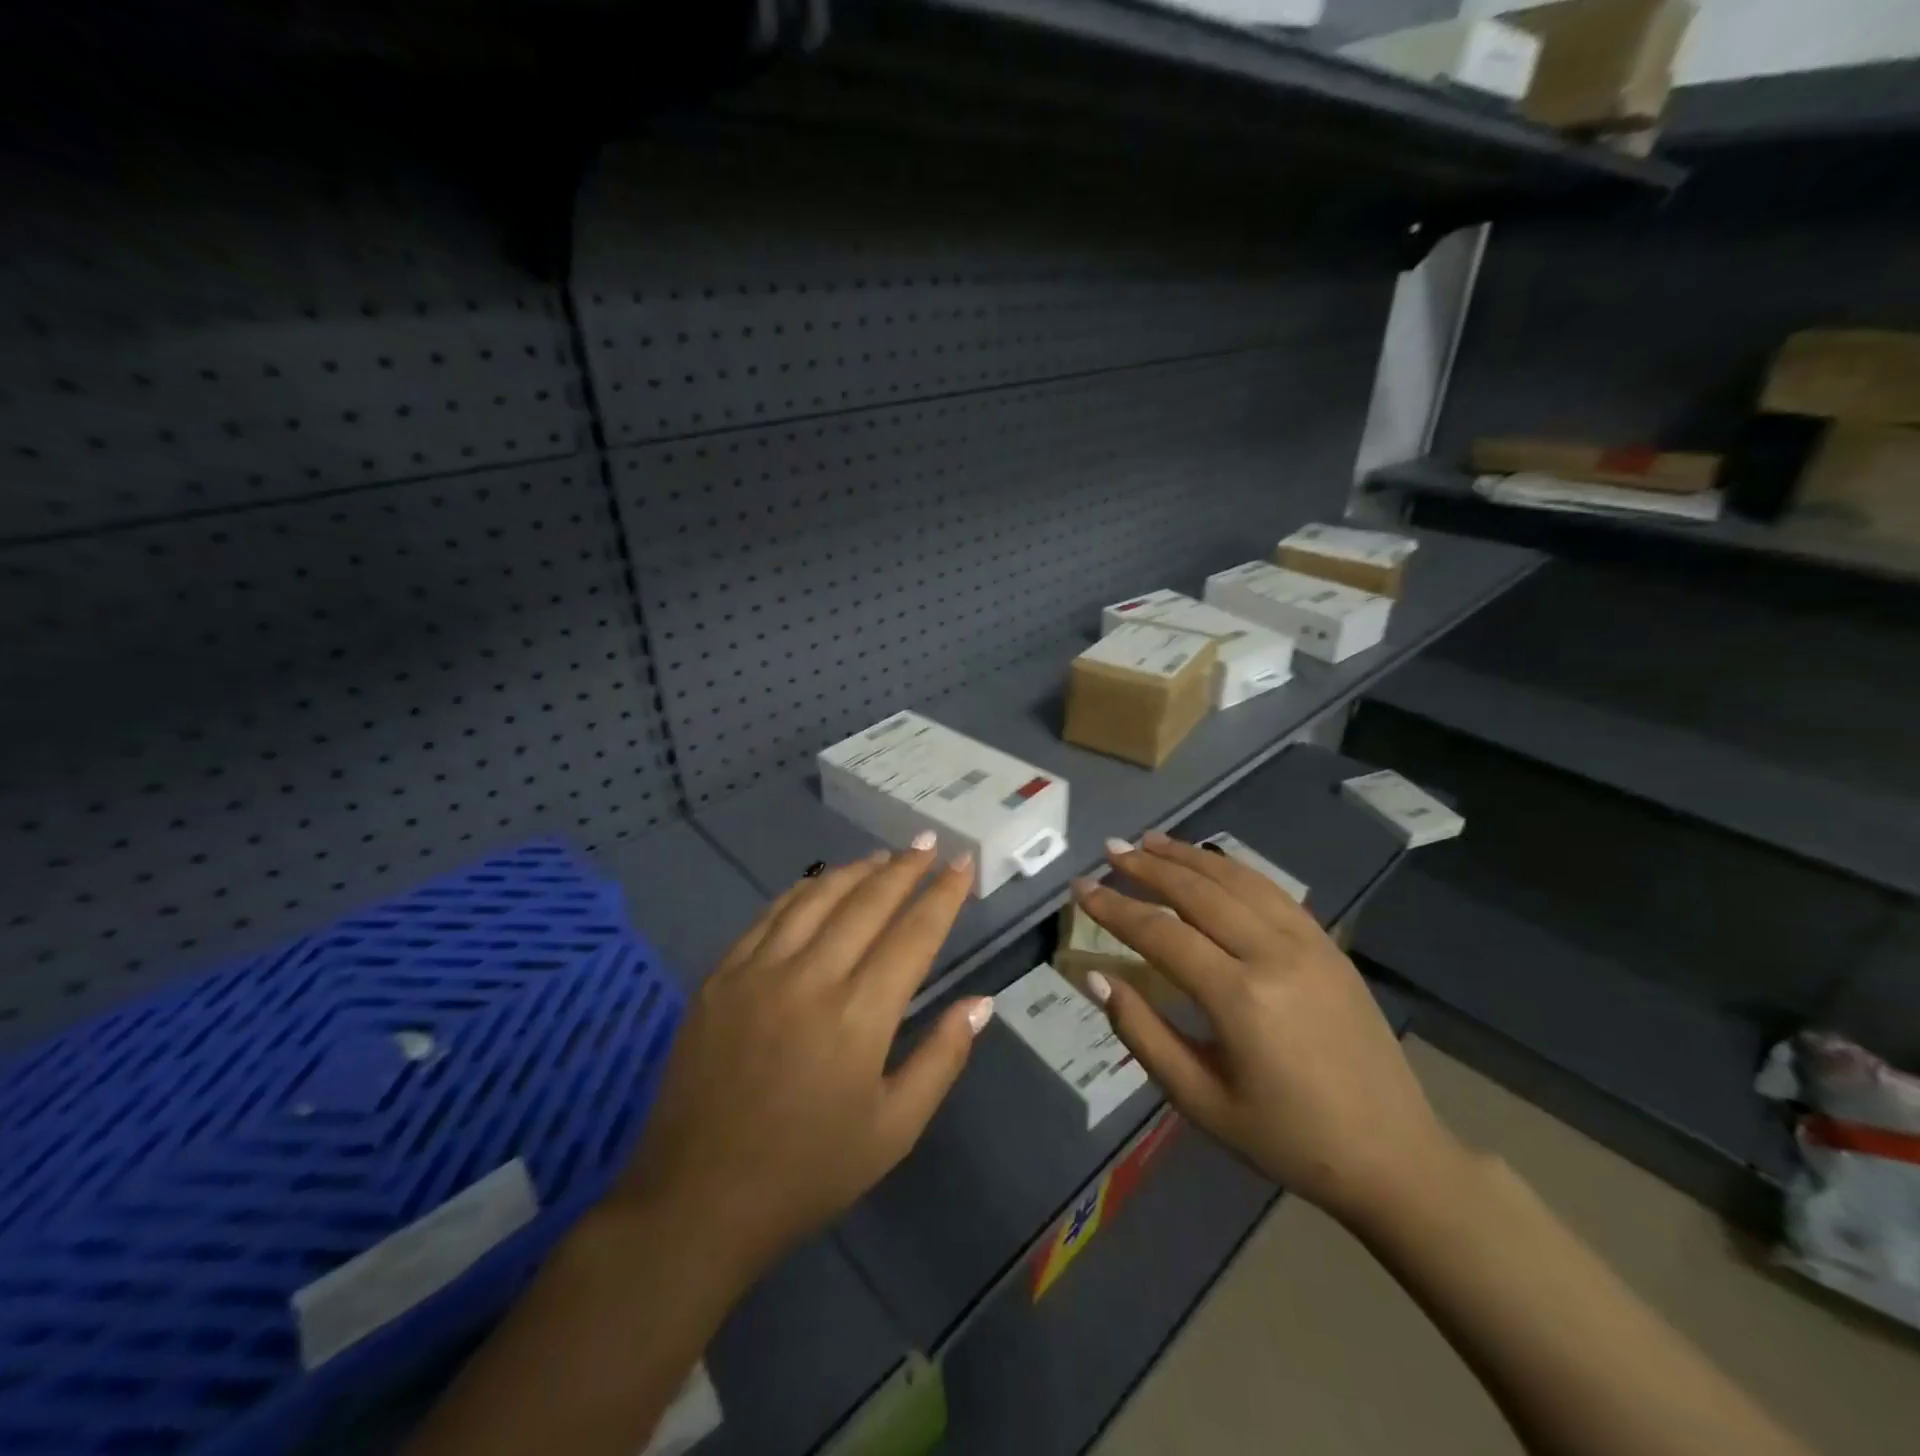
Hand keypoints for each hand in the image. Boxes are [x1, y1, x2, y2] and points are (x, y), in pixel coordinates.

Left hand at [617, 839, 990, 1280]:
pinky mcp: (720, 977)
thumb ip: (942, 1058)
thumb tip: (982, 1002)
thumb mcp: (893, 1130)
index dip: (943, 894)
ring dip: (856, 871)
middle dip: (905, 869)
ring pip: (816, 897)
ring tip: (883, 857)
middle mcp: (810, 977)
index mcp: (860, 1015)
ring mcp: (758, 971)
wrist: (697, 1201)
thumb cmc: (808, 1172)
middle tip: (928, 844)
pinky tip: (818, 884)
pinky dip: (802, 891)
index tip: (964, 863)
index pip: (914, 934)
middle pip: (868, 902)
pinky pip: (769, 916)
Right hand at [1072, 831, 1460, 1225]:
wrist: (1391, 1154)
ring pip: (1236, 880)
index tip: (1081, 888)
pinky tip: (1209, 863)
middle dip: (1147, 866)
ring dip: (1188, 856)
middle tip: (1109, 849)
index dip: (1115, 908)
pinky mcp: (1329, 944)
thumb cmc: (1285, 1137)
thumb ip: (1142, 1033)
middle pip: (1198, 891)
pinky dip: (1232, 869)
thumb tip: (1097, 977)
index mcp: (1239, 998)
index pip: (1161, 932)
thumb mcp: (1200, 1100)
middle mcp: (1273, 954)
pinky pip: (1272, 891)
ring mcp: (1308, 943)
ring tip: (1149, 840)